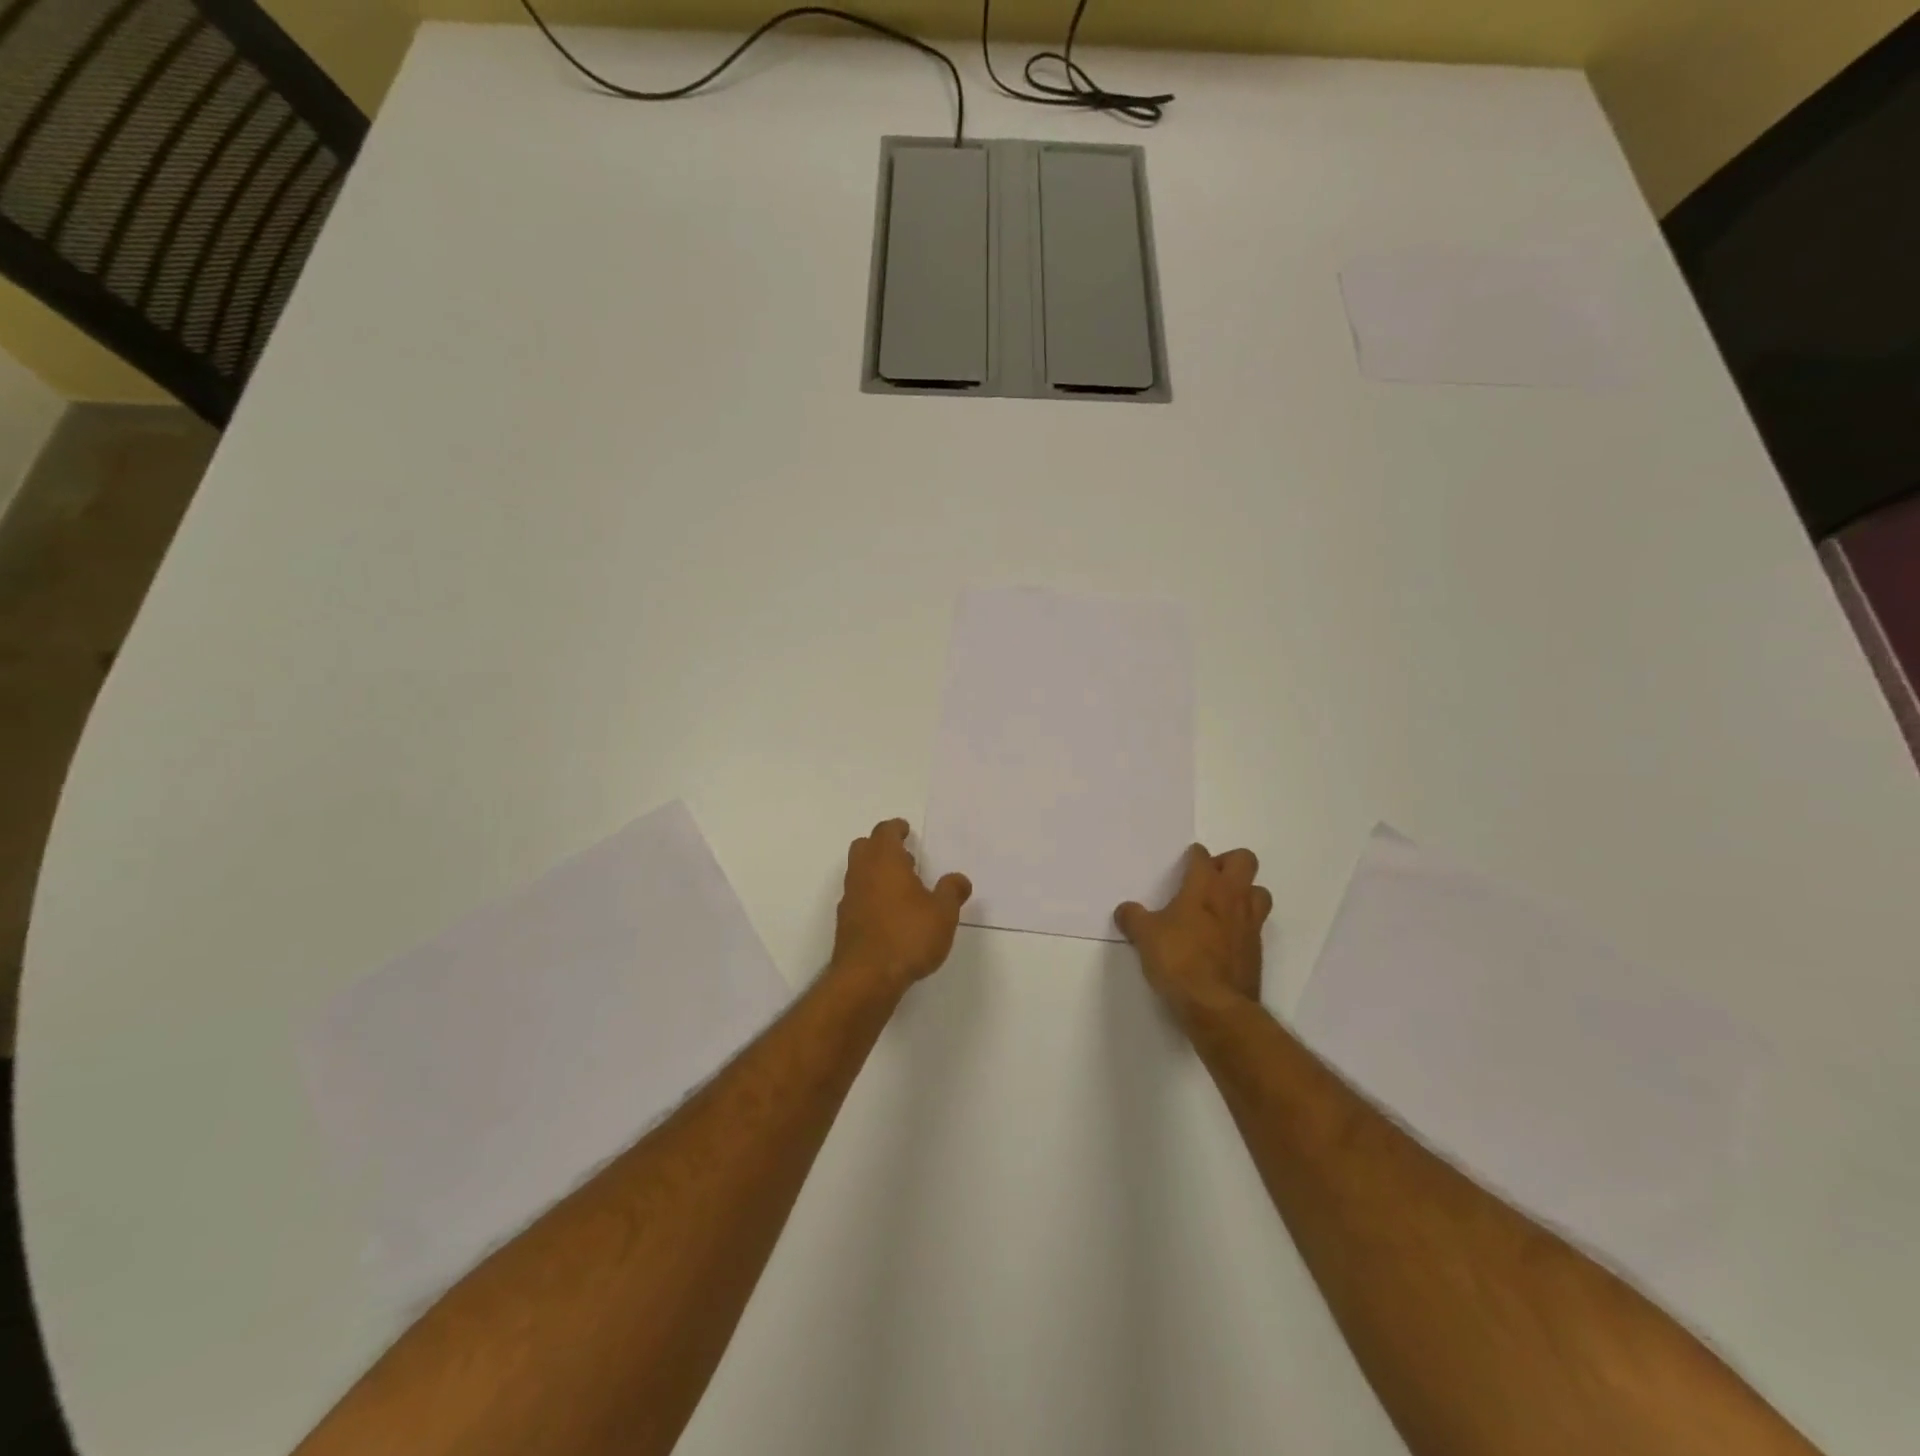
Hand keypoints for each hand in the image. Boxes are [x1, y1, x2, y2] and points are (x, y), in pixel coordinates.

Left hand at [831, 819, 971, 994]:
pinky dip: (870, 894)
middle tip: (905, 856)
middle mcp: (862, 873)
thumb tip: (959, 880)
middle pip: (864, 847)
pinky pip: (857, 896)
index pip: (884, 832)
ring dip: (876, 871)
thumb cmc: (908, 936)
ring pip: (858, 872)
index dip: (896, 828)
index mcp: (884, 861)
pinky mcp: (845, 922)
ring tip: (902, 886)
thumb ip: (951, 892)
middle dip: (882, 846)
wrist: (867, 977)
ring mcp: (850, 898)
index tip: (905, 829)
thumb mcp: (943, 913)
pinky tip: (889, 912)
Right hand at [1116, 844, 1271, 1023]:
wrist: (1215, 1005)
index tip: (1184, 865)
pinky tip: (1224, 939)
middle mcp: (1232, 897)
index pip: (1203, 856)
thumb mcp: (1145, 937)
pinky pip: (1256, 925)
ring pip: (1259, 891)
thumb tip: (1125, 910)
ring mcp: (1250, 924)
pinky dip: (1243, 925)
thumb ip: (1133, 918)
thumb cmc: (1178, 960)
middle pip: (1245, 860)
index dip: (1193, 857)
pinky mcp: (1257, 950)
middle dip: (1228, 863)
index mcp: (1204, 886)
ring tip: (1222, 907)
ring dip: (1244, 893)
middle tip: (1208, 880)